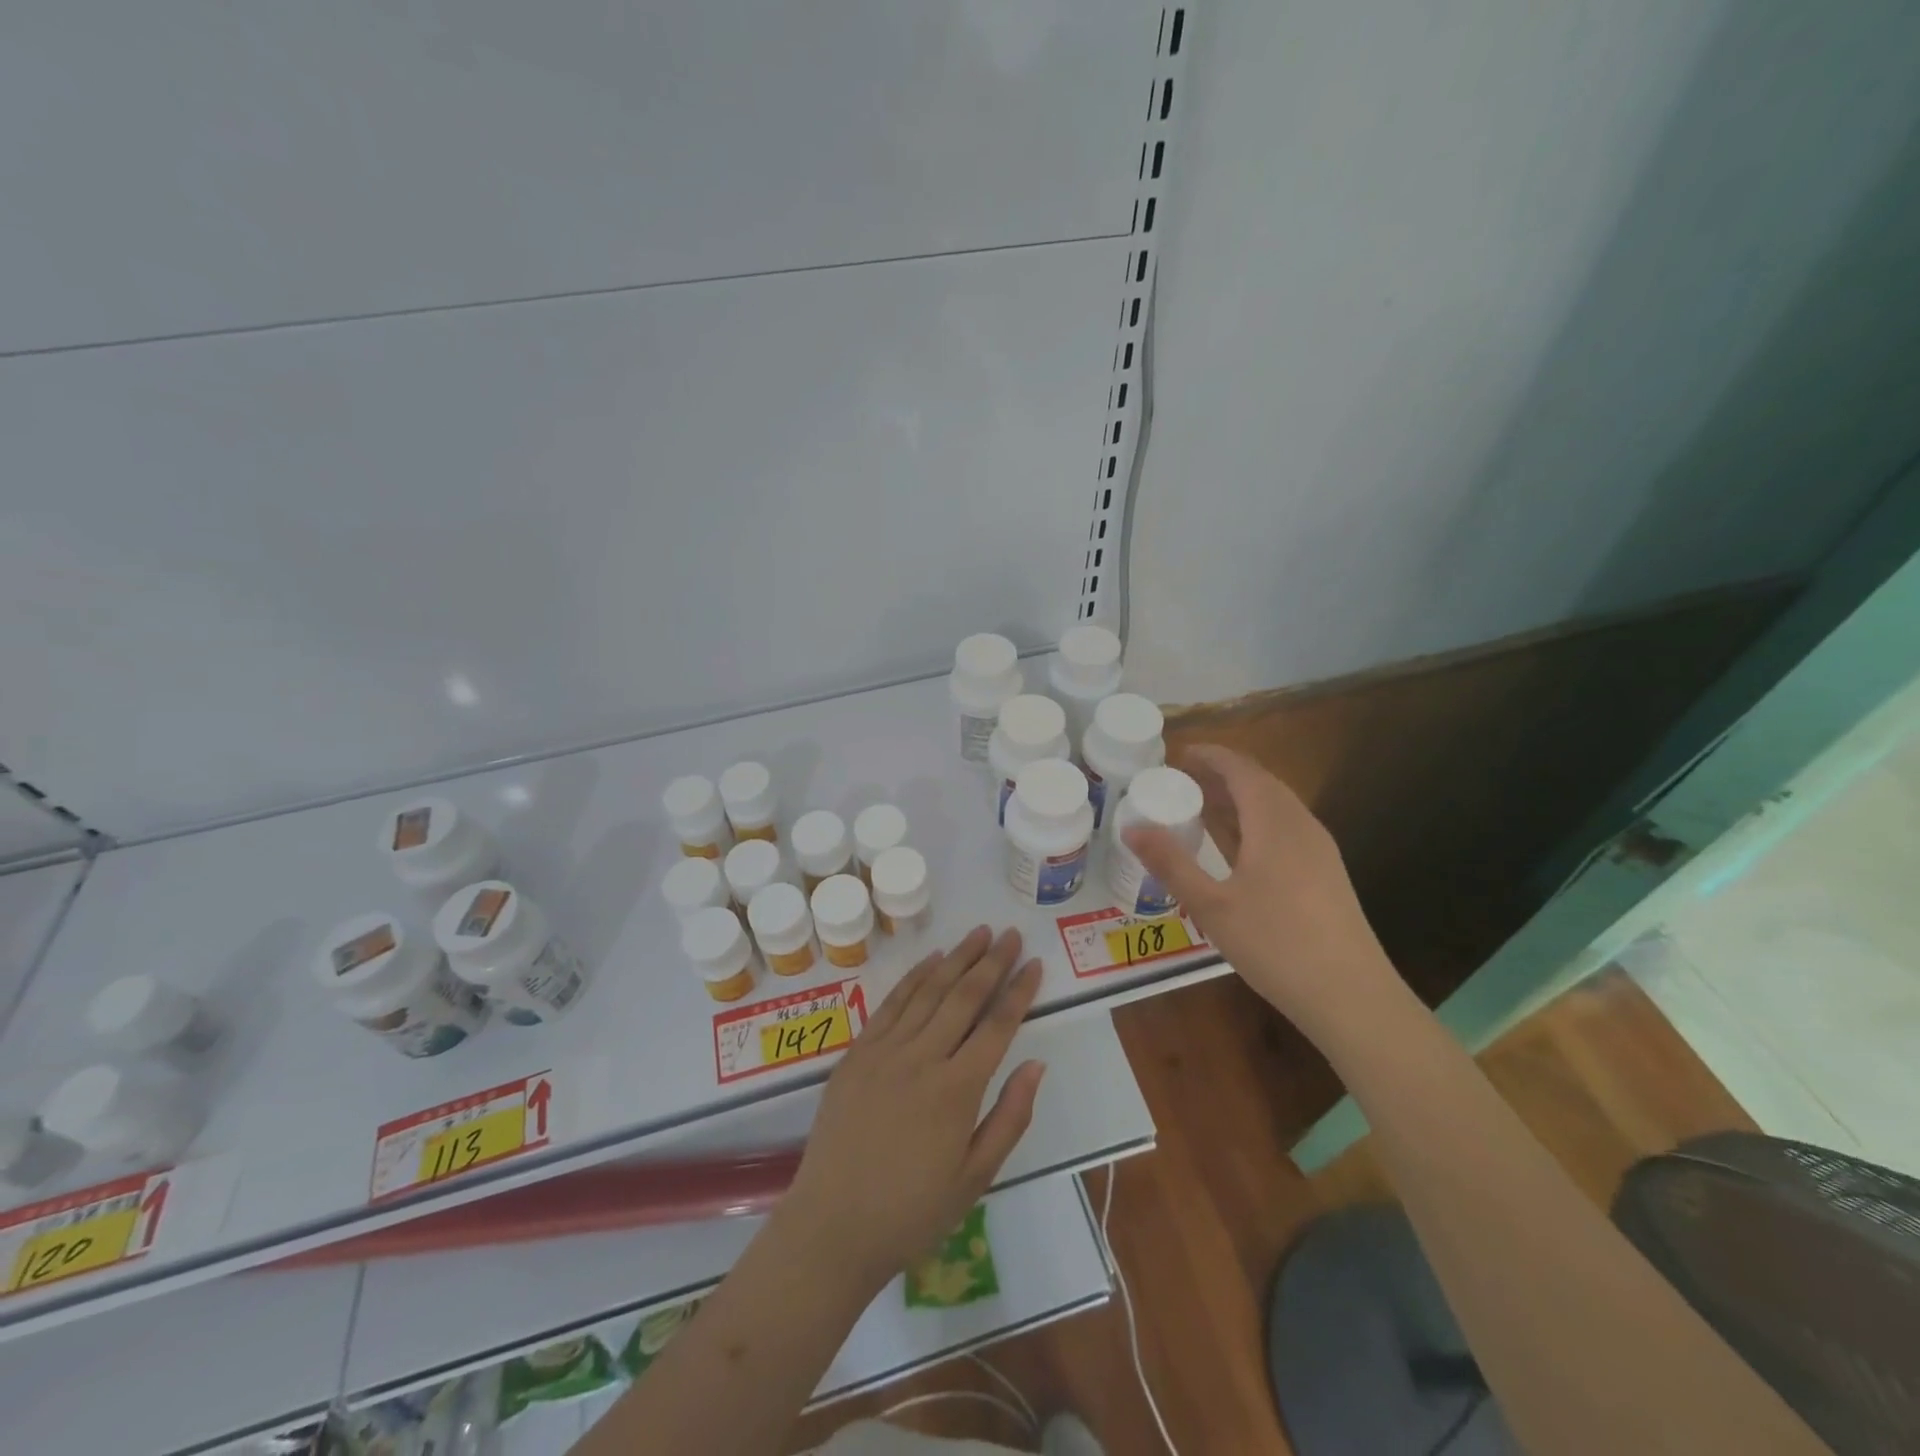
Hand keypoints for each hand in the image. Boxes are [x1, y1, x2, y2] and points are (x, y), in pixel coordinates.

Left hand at [780, 927, 1044, 1287]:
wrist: (832, 1226)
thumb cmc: (912, 1212)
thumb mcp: (976, 1178)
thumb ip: (1010, 1117)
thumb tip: (1036, 1063)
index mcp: (957, 1090)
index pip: (997, 1027)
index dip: (1019, 992)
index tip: (1035, 964)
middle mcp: (923, 1058)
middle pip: (965, 997)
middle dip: (992, 962)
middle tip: (1012, 934)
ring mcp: (885, 1051)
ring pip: (929, 991)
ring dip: (957, 958)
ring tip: (979, 932)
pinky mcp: (858, 1052)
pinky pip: (891, 1003)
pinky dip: (914, 977)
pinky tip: (932, 960)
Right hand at [1123, 745, 1401, 1043]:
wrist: (1351, 995)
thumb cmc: (1275, 944)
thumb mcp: (1211, 905)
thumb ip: (1170, 863)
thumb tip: (1131, 828)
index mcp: (1274, 822)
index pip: (1240, 769)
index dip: (1210, 756)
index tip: (1177, 755)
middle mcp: (1301, 824)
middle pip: (1259, 783)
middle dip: (1220, 775)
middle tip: (1180, 783)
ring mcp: (1319, 849)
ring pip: (1275, 806)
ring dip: (1238, 798)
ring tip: (1201, 808)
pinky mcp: (1325, 872)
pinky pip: (1284, 827)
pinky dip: (1254, 821)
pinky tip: (1236, 847)